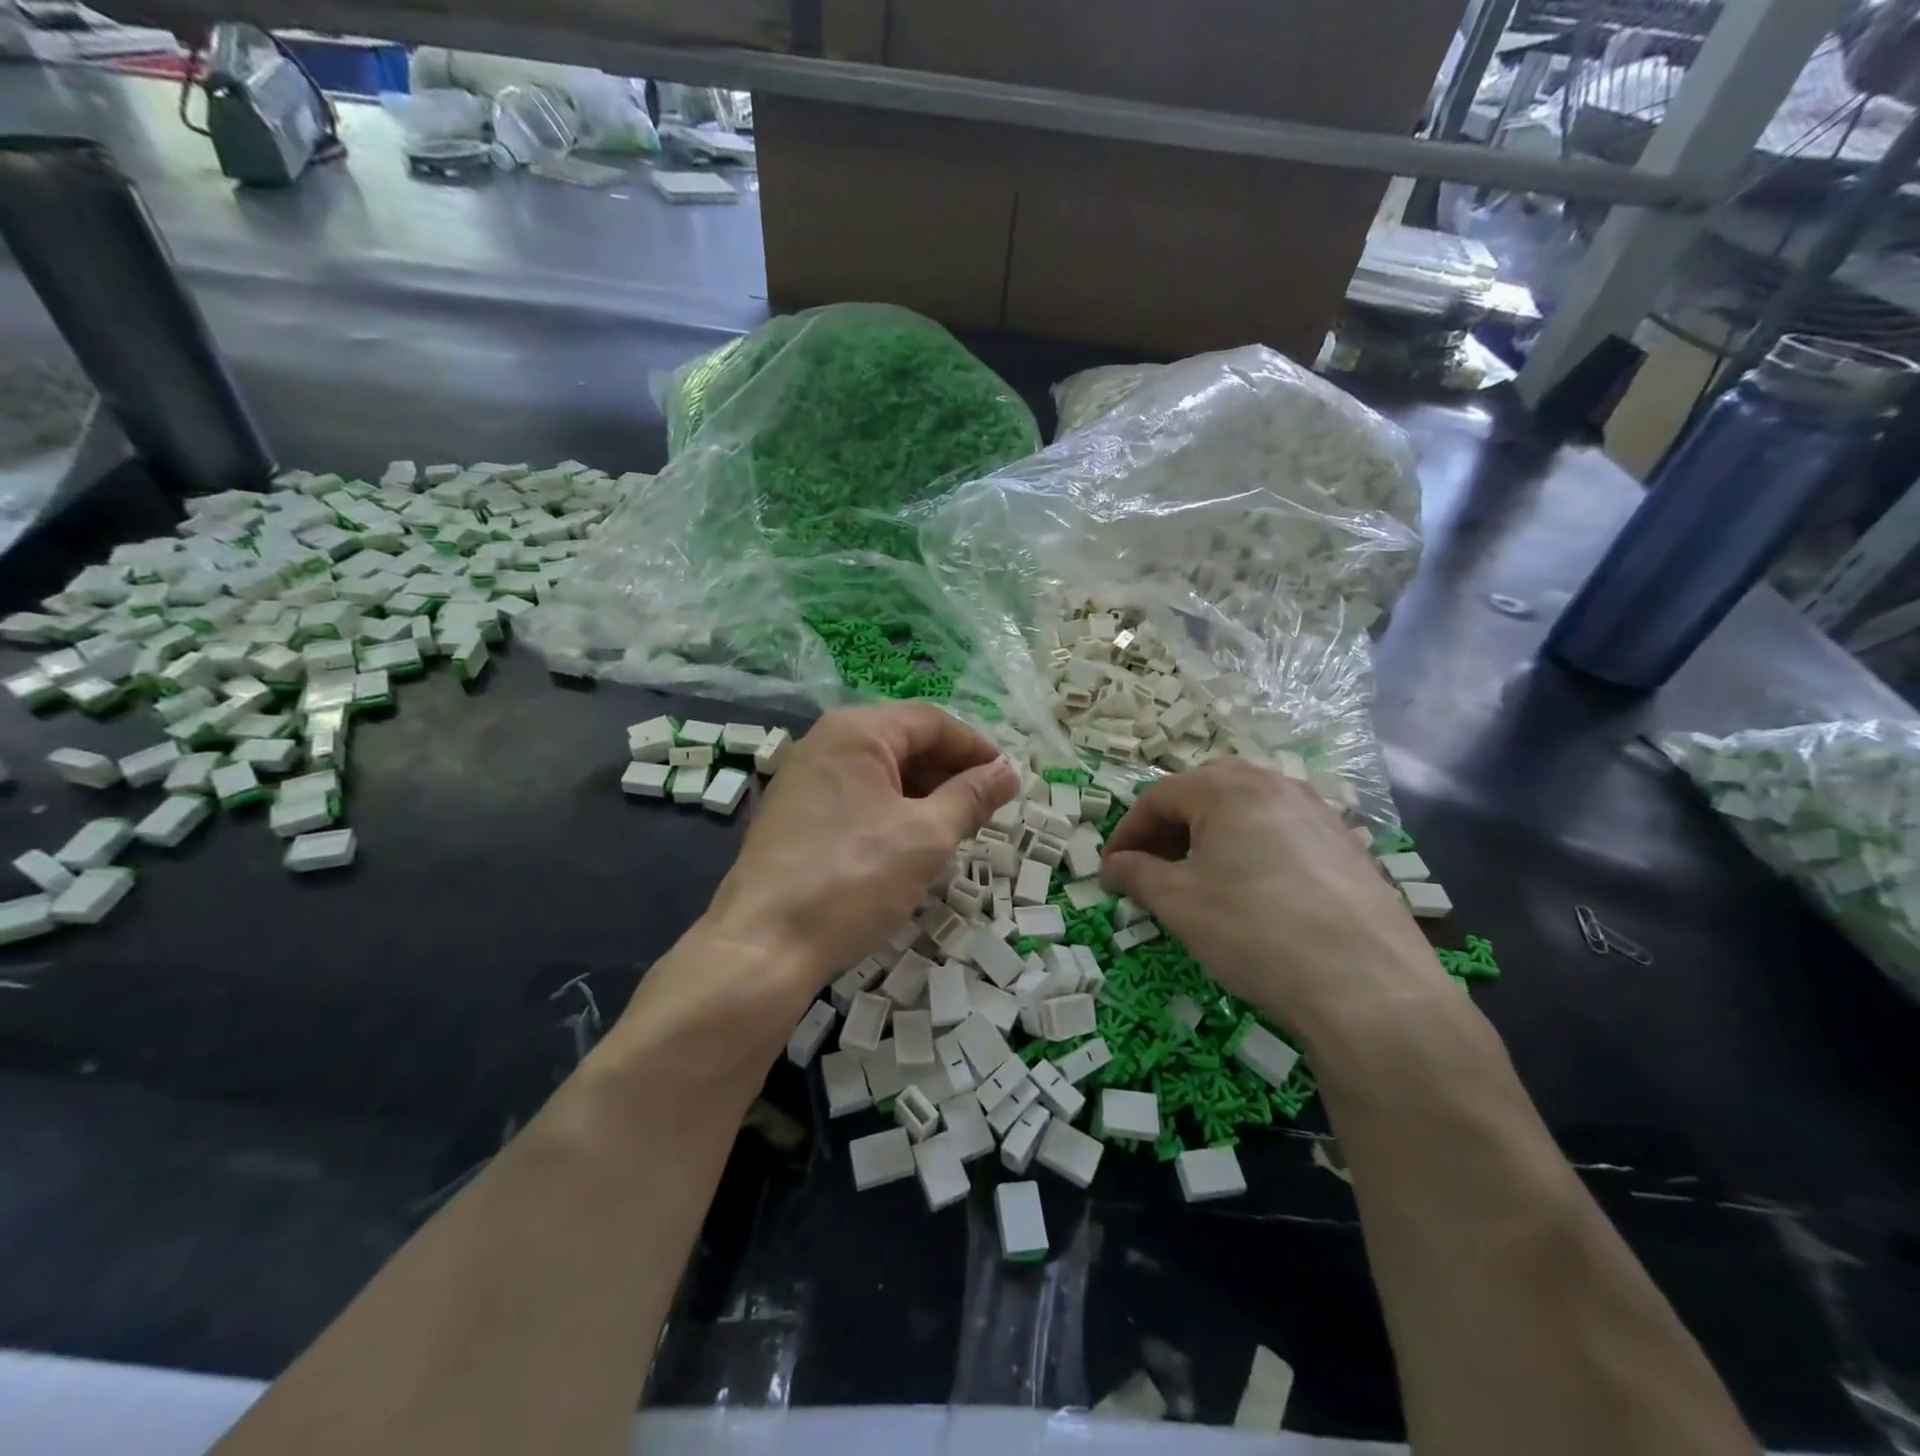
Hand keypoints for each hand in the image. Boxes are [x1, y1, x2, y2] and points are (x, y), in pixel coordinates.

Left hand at [703, 704, 1016, 995]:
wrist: (764, 945)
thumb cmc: (854, 879)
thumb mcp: (926, 837)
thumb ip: (971, 798)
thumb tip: (1007, 773)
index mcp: (856, 732)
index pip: (931, 721)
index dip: (975, 748)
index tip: (1006, 781)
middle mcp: (824, 742)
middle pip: (903, 742)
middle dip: (949, 772)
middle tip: (984, 810)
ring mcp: (802, 779)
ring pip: (879, 772)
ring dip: (922, 794)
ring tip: (953, 831)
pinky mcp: (792, 815)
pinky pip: (855, 797)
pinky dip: (890, 811)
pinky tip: (908, 846)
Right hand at [1099, 760, 1451, 1044]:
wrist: (1368, 986)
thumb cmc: (1254, 929)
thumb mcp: (1178, 902)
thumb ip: (1137, 874)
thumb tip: (1113, 866)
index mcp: (1228, 787)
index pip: (1158, 797)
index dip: (1127, 833)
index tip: (1111, 870)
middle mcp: (1275, 785)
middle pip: (1203, 795)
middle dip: (1168, 830)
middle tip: (1150, 871)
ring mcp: (1318, 814)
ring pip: (1245, 814)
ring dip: (1209, 840)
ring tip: (1196, 883)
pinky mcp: (1347, 847)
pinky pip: (1281, 835)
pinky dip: (1250, 853)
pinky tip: (1251, 895)